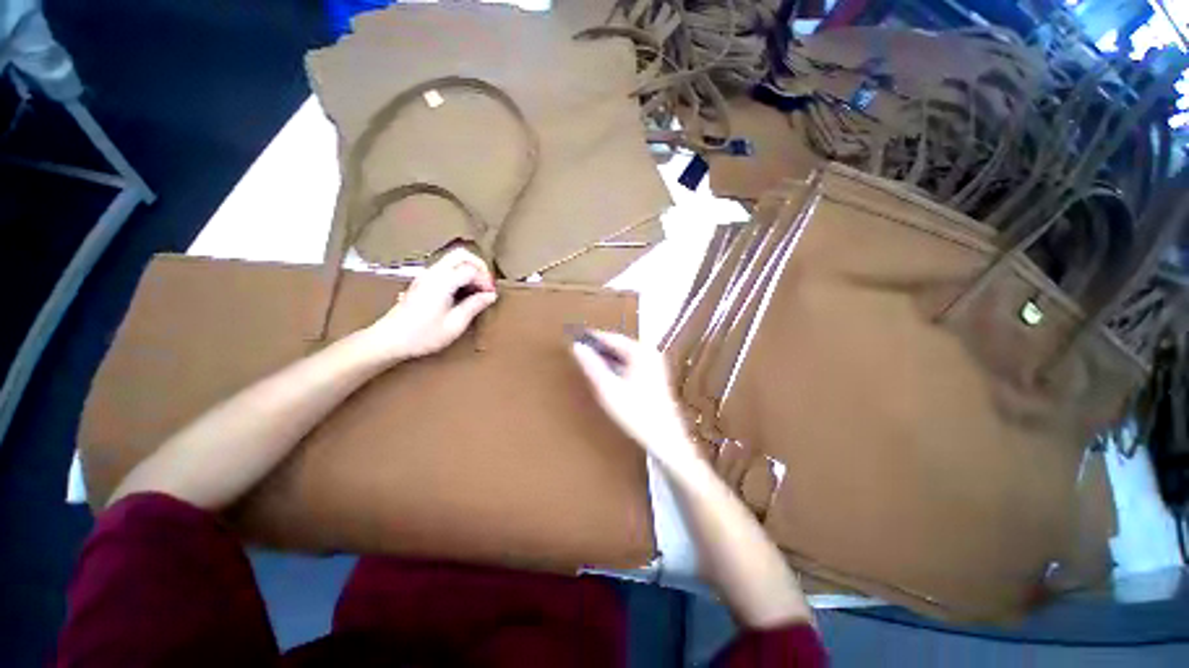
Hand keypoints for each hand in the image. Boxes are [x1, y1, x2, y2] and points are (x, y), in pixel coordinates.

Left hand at [366, 248, 497, 361]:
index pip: (471, 268)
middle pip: (461, 254)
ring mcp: (426, 275)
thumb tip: (491, 295)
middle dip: (479, 266)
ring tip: (477, 289)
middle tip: (486, 285)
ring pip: (453, 258)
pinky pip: (446, 267)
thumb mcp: (455, 324)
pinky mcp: (423, 281)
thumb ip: (474, 306)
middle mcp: (434, 272)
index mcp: (442, 282)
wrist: (389, 339)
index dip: (485, 280)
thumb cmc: (423, 335)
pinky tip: (463, 291)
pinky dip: (460, 273)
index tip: (490, 295)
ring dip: (469, 269)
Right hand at [570, 330, 700, 468]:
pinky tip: (608, 377)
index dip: (592, 338)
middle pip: (619, 345)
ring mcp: (655, 364)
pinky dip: (618, 367)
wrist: (665, 438)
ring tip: (590, 365)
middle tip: (581, 354)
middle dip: (600, 349)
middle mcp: (650, 353)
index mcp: (641, 352)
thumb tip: (577, 347)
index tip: (575, 339)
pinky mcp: (655, 376)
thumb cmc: (636, 413)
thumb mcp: (608, 389)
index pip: (612, 337)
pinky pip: (631, 364)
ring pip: (625, 355)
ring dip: (608, 359)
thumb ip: (592, 366)